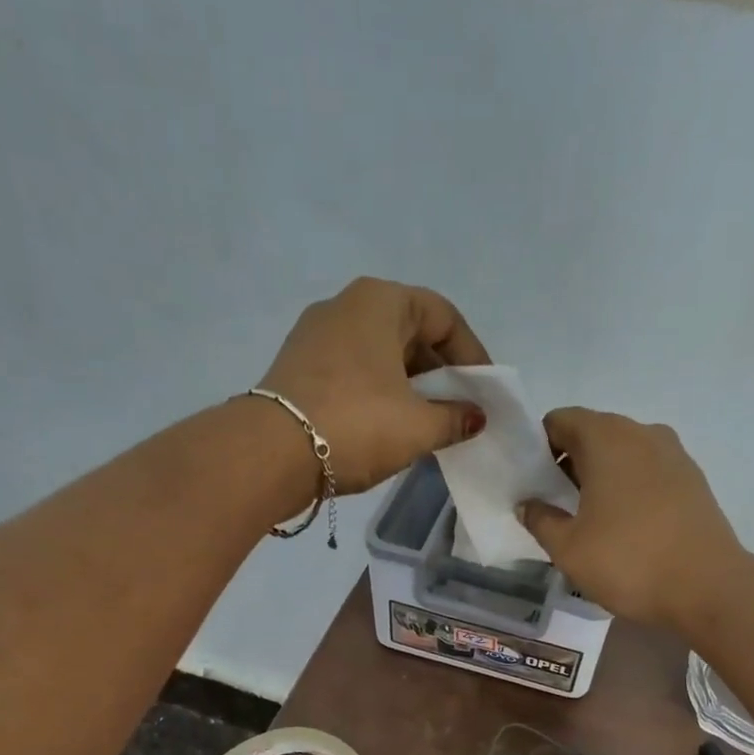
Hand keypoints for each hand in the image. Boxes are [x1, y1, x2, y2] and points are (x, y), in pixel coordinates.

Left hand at [257, 277, 489, 493]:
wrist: (270, 453)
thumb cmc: (356, 425)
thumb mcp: (418, 427)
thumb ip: (455, 418)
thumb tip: (475, 417)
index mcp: (381, 301)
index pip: (444, 316)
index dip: (472, 355)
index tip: (483, 392)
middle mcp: (345, 305)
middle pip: (410, 331)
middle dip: (439, 371)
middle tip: (456, 409)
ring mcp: (315, 334)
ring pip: (379, 353)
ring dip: (408, 385)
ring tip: (425, 423)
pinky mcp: (297, 365)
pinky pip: (353, 370)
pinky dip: (377, 391)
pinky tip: (386, 425)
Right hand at [519, 408, 745, 628]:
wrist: (708, 588)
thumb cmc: (628, 562)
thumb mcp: (568, 548)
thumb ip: (540, 519)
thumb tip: (528, 504)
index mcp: (606, 438)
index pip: (559, 421)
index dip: (538, 447)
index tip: (531, 482)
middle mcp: (642, 433)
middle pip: (593, 433)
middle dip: (568, 461)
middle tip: (553, 503)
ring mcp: (674, 454)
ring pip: (623, 452)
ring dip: (600, 475)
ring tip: (588, 517)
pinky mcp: (693, 479)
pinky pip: (648, 470)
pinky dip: (629, 486)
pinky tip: (624, 525)